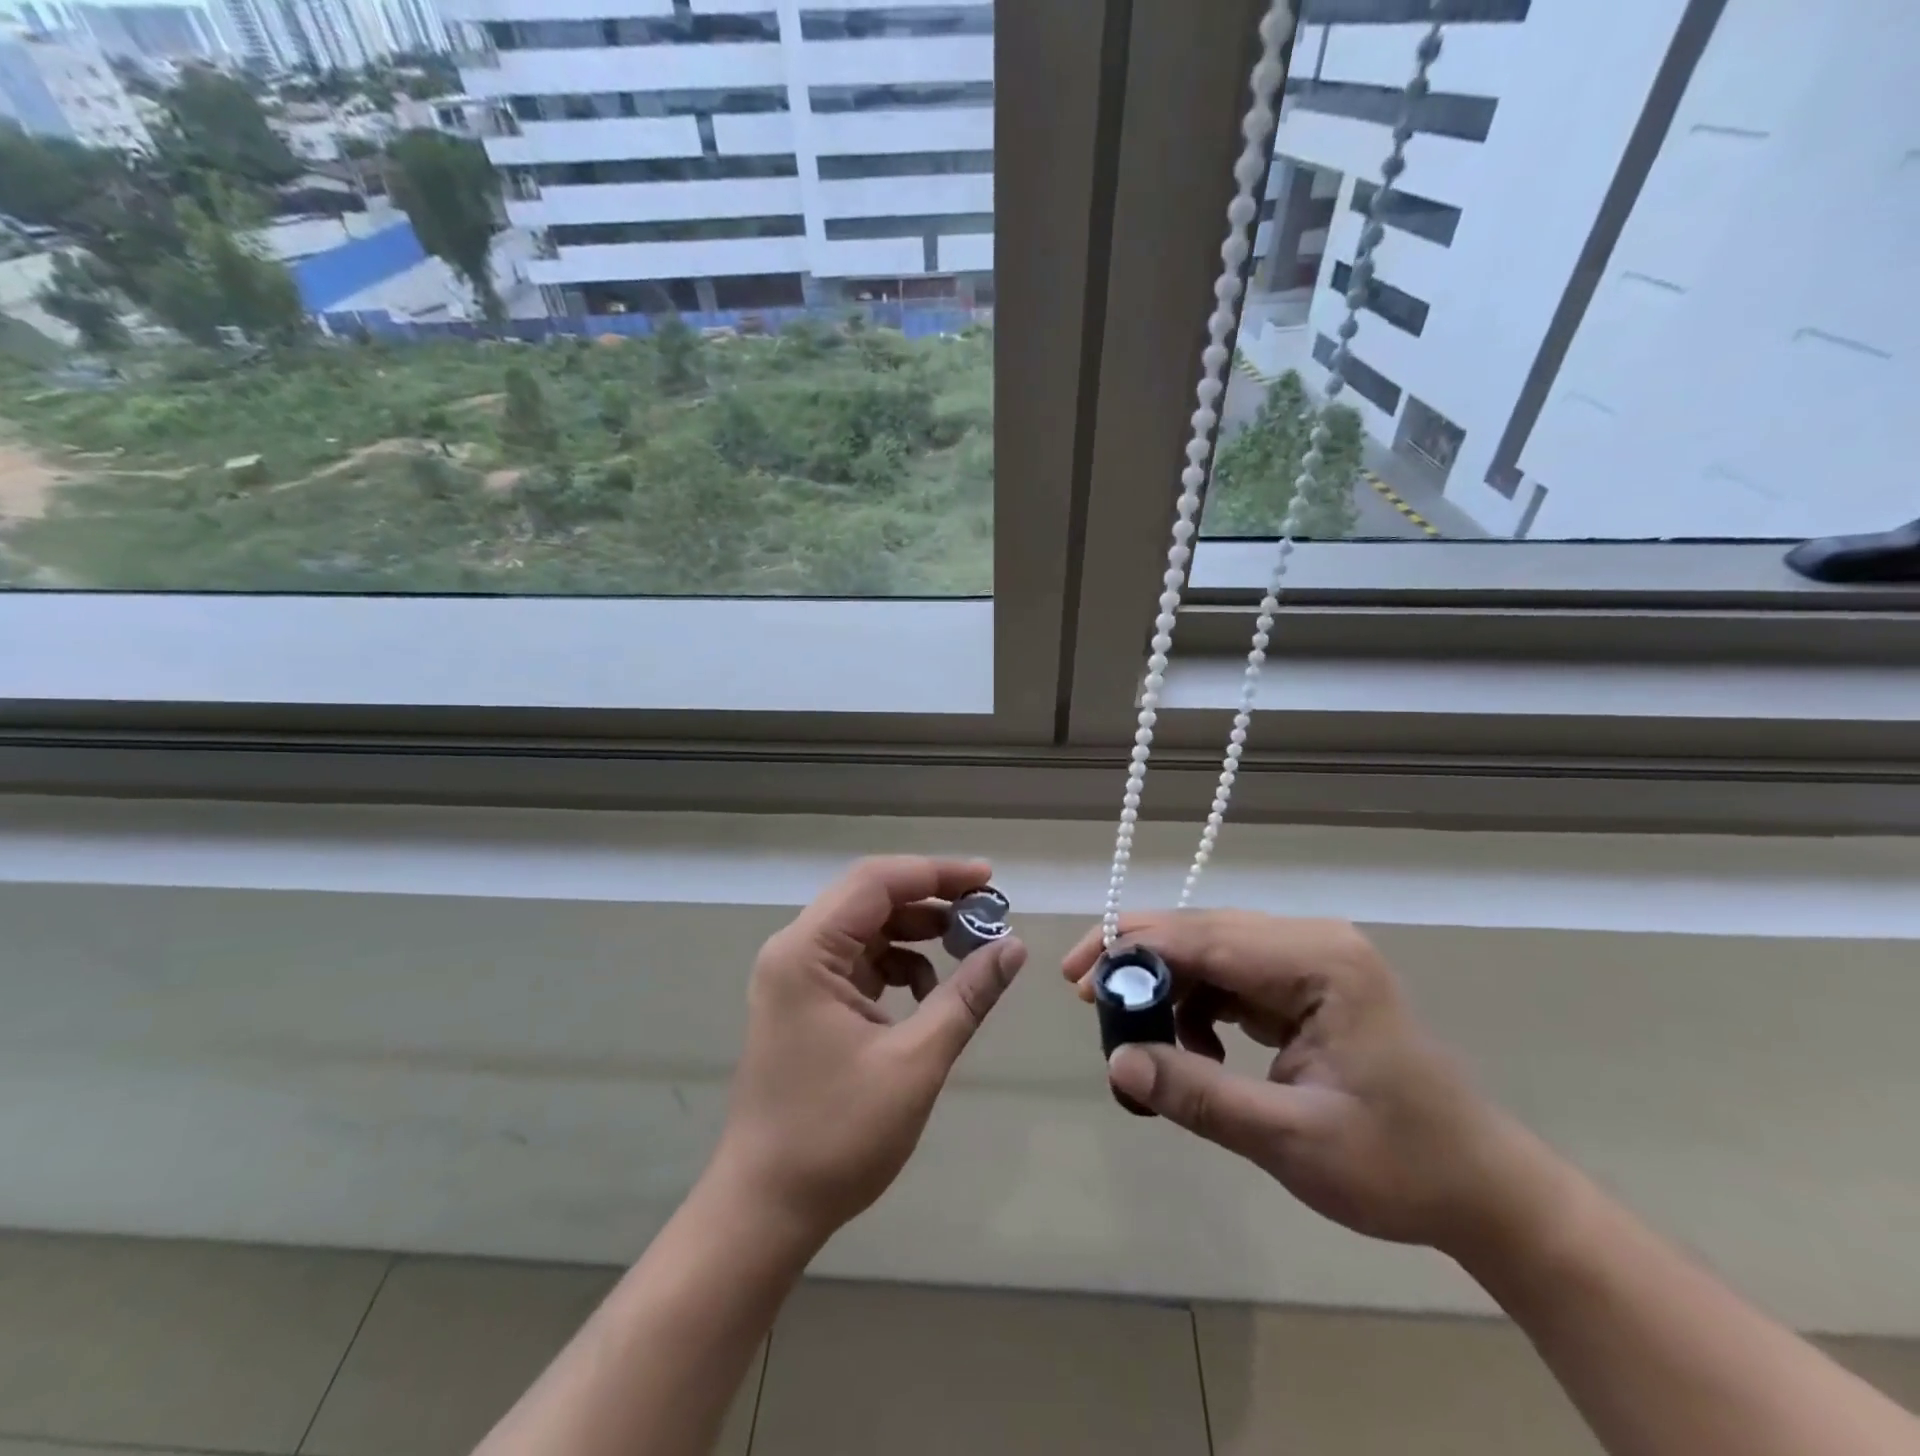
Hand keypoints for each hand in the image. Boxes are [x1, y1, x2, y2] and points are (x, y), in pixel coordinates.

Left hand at [711, 856, 1026, 1247]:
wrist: (766, 1209)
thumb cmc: (836, 1135)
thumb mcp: (915, 1062)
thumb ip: (966, 997)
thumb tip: (1013, 946)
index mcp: (807, 952)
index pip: (877, 882)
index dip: (937, 873)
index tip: (990, 880)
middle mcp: (795, 951)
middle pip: (870, 899)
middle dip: (932, 901)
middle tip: (988, 913)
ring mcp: (798, 978)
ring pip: (867, 930)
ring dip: (918, 933)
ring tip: (969, 950)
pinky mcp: (807, 1003)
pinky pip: (860, 963)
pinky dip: (899, 966)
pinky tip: (930, 994)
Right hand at [1063, 912, 1556, 1256]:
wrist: (1483, 1190)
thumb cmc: (1399, 1166)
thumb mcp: (1290, 1140)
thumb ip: (1200, 1096)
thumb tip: (1117, 1062)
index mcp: (1319, 961)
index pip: (1203, 936)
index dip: (1132, 950)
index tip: (1076, 980)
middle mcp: (1312, 942)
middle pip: (1201, 932)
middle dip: (1139, 963)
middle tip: (1086, 1000)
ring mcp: (1310, 959)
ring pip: (1210, 952)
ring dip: (1167, 990)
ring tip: (1143, 1043)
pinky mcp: (1305, 983)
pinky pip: (1230, 977)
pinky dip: (1197, 1007)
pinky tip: (1195, 1052)